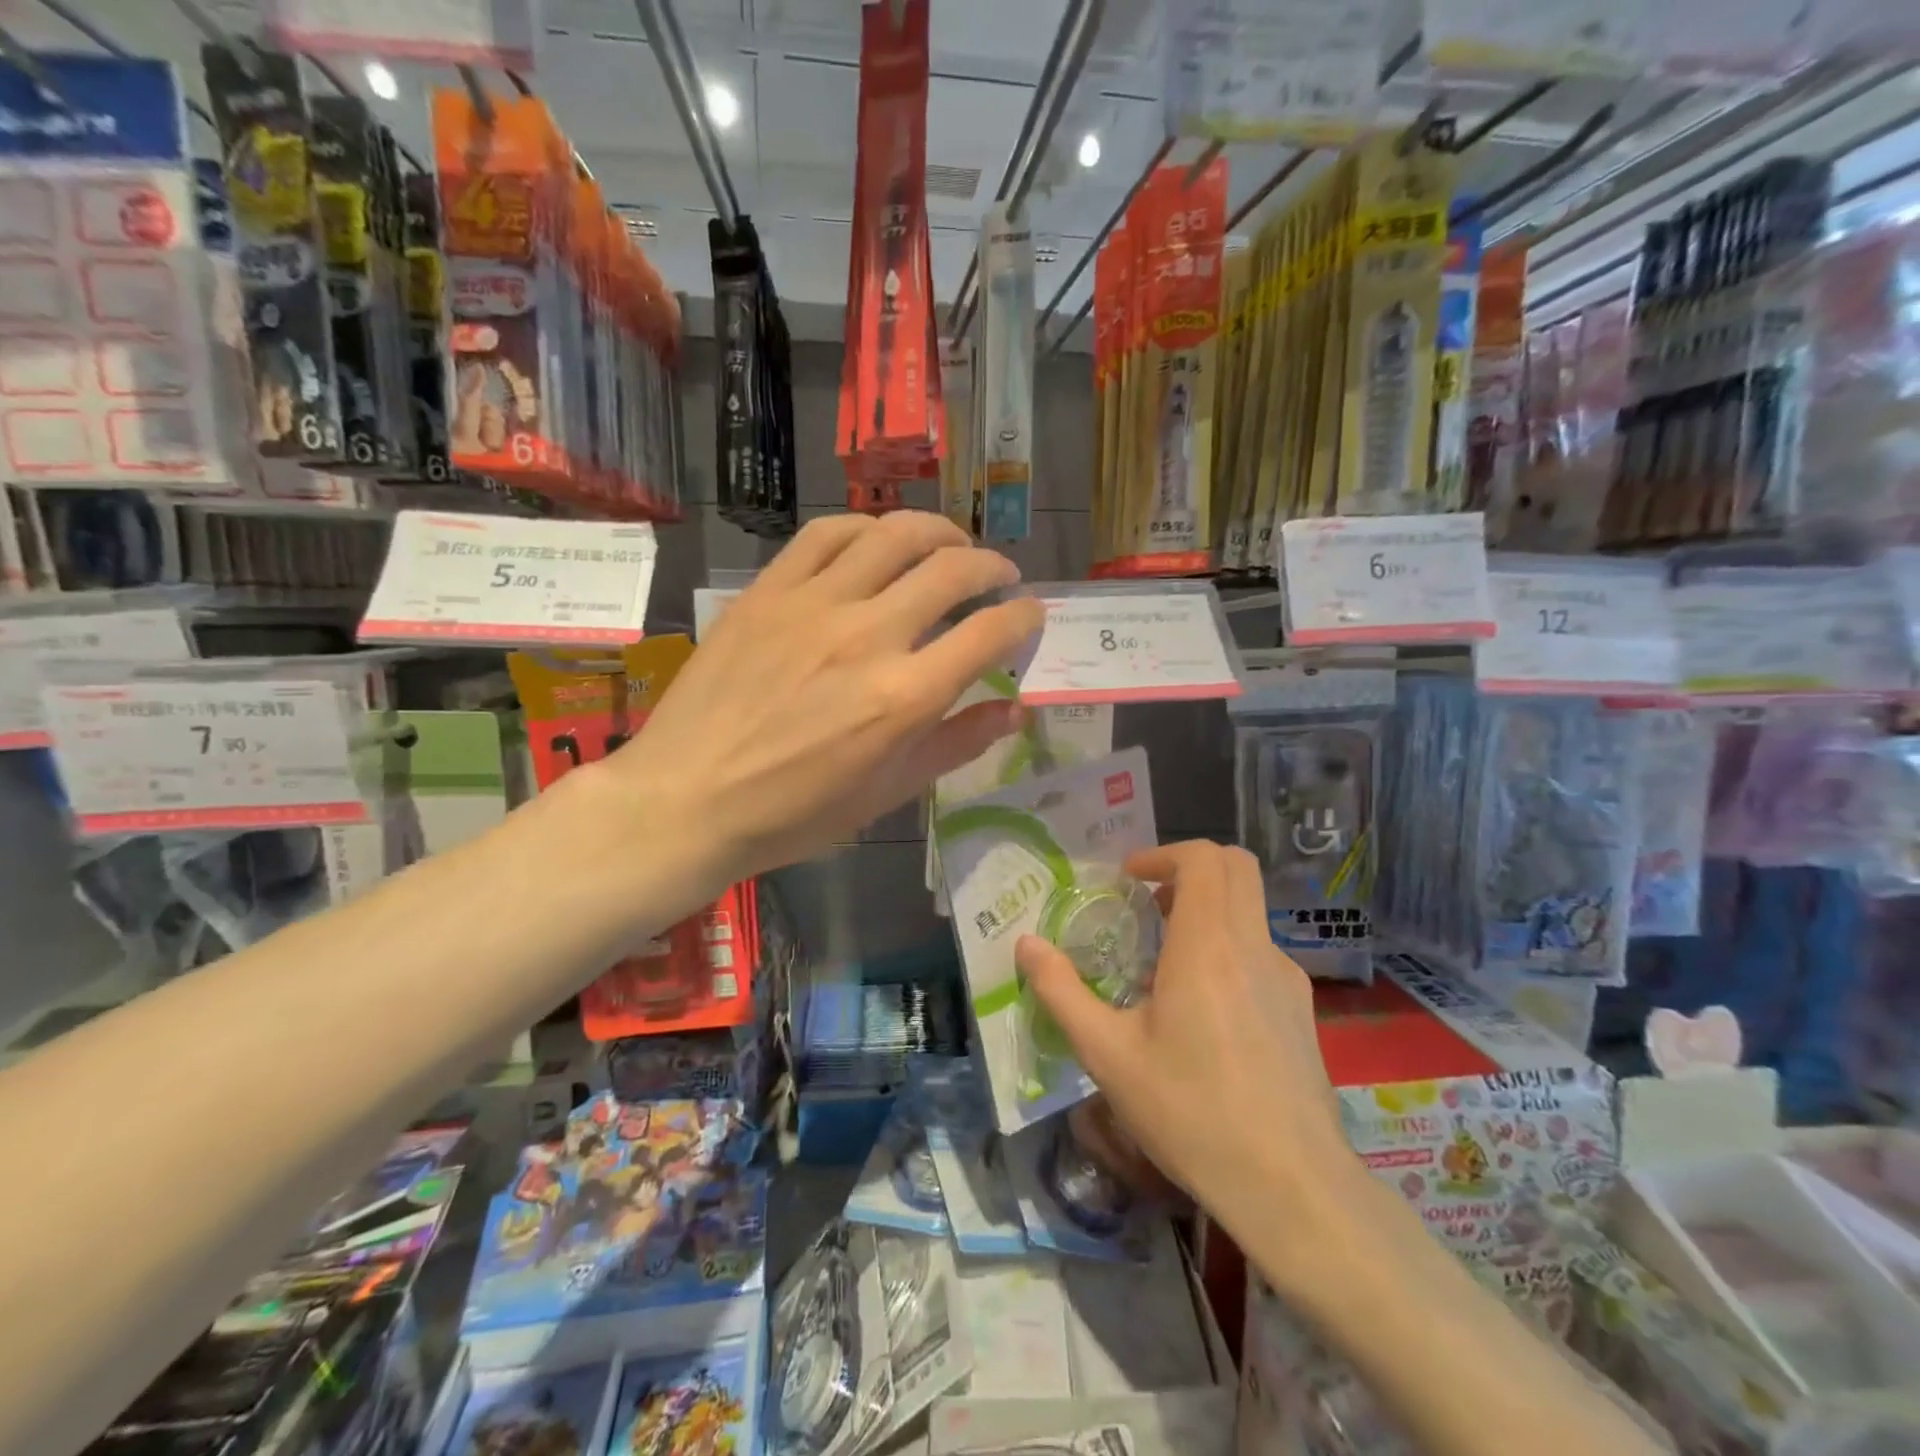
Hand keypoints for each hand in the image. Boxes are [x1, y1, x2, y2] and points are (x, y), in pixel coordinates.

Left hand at [612, 511, 1044, 890]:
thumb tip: (1015, 710)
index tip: (1030, 615)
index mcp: (905, 697)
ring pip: (895, 536)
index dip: (1024, 616)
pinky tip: (879, 540)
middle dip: (993, 567)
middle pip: (952, 571)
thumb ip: (956, 744)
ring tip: (952, 545)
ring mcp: (814, 605)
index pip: (990, 632)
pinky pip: (826, 534)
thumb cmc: (794, 813)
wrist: (688, 797)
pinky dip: (867, 527)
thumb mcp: (888, 793)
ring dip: (939, 532)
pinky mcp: (769, 591)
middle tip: (1000, 576)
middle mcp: (868, 636)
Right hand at [1016, 841, 1348, 1226]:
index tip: (1128, 881)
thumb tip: (1026, 944)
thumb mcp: (1107, 1054)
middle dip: (1188, 869)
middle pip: (1236, 867)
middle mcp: (1254, 946)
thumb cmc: (1191, 1112)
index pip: (1203, 857)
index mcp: (1208, 944)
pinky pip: (1260, 952)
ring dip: (1207, 910)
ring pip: (1249, 910)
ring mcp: (1286, 978)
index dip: (1162, 854)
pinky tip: (1202, 1009)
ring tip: (1164, 961)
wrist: (1292, 1188)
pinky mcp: (1301, 1010)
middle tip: (1146, 903)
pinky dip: (1227, 948)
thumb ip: (1061, 991)